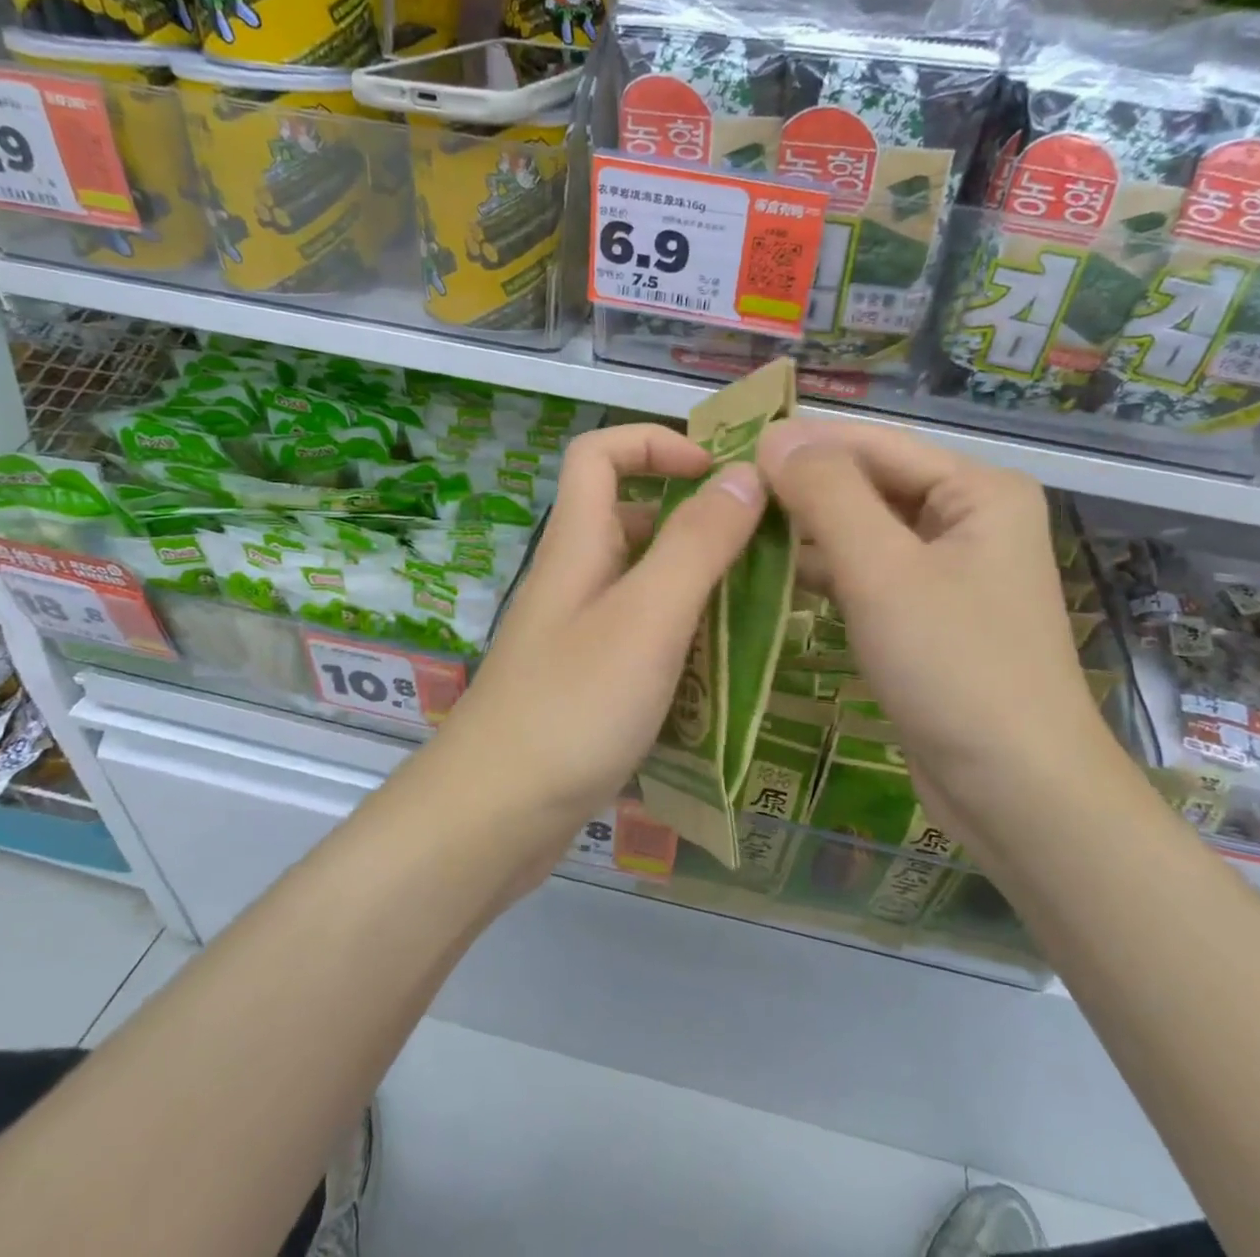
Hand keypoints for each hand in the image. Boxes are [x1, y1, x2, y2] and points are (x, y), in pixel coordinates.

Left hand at [438, 423, 764, 823]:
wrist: (494, 816)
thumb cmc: (573, 706)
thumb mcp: (648, 616)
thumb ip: (697, 543)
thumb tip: (744, 475)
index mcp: (578, 543)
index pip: (600, 453)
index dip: (657, 443)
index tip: (720, 474)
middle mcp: (575, 577)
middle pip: (632, 516)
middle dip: (697, 519)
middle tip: (765, 547)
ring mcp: (579, 632)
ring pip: (645, 581)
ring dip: (700, 582)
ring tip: (765, 607)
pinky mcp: (588, 680)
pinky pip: (644, 635)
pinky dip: (686, 635)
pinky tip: (727, 667)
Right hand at [756, 419, 1113, 836]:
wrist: (1018, 794)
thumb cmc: (955, 668)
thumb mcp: (883, 571)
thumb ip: (827, 494)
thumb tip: (775, 435)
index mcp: (977, 490)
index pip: (873, 444)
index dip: (801, 442)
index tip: (729, 446)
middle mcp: (969, 519)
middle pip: (870, 485)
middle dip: (801, 489)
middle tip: (723, 494)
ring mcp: (950, 571)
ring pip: (864, 532)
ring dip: (806, 533)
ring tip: (734, 531)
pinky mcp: (928, 616)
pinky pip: (868, 575)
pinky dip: (824, 574)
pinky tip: (770, 576)